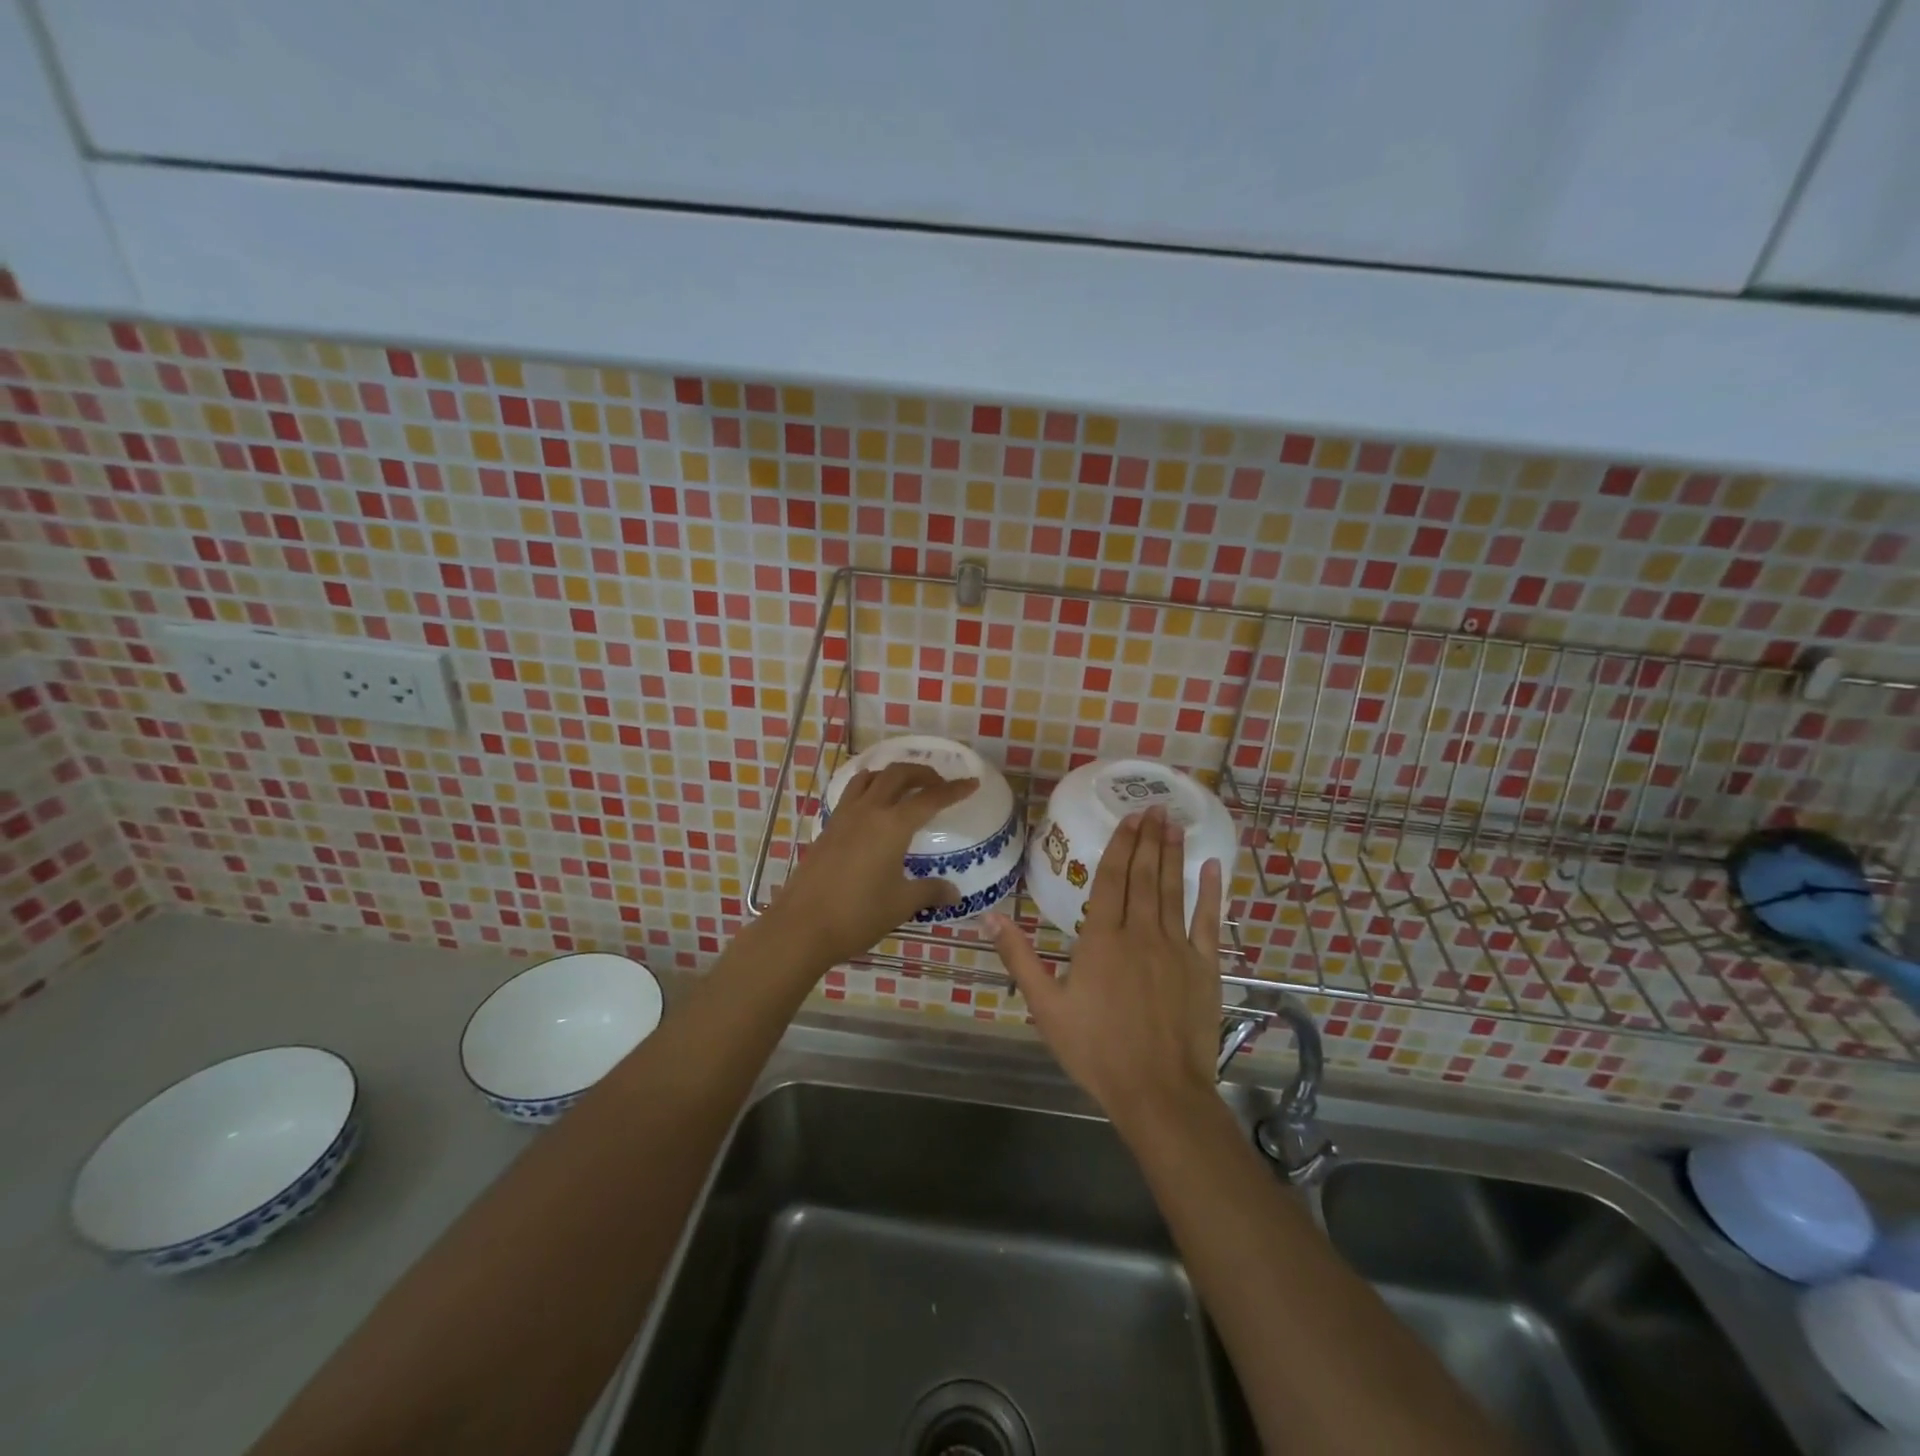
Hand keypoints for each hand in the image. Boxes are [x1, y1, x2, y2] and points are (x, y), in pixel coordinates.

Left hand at [767, 762, 979, 969]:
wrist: (801, 927)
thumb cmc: (857, 914)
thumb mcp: (901, 904)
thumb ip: (930, 892)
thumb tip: (954, 893)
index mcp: (892, 825)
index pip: (930, 798)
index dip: (954, 790)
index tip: (972, 784)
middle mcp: (868, 811)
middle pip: (898, 775)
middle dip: (923, 773)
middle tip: (939, 784)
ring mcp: (843, 817)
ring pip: (870, 778)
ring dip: (892, 775)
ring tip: (906, 788)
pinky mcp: (827, 828)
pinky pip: (852, 794)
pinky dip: (869, 789)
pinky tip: (873, 809)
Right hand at [987, 806, 1223, 1126]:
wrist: (1158, 1092)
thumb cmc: (1096, 1050)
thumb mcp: (1045, 1007)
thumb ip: (1019, 957)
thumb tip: (990, 916)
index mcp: (1101, 939)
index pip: (1112, 879)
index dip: (1120, 846)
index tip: (1129, 818)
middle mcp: (1141, 933)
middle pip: (1144, 876)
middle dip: (1148, 839)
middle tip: (1155, 806)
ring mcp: (1176, 948)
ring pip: (1173, 890)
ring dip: (1173, 854)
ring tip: (1174, 823)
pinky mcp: (1204, 967)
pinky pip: (1208, 921)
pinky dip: (1211, 892)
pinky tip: (1213, 867)